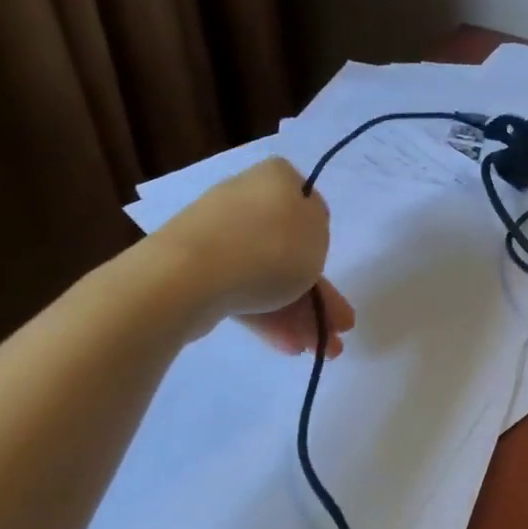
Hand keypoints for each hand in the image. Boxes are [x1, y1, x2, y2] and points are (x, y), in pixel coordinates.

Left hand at [144, 156, 355, 354]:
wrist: (188, 277)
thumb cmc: (269, 246)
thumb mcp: (319, 232)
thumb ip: (318, 228)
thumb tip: (299, 232)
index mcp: (275, 178)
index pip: (306, 201)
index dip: (322, 236)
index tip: (332, 266)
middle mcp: (244, 200)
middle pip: (290, 247)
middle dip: (317, 293)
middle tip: (338, 328)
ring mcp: (218, 237)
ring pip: (268, 275)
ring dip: (298, 313)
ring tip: (317, 350)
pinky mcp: (197, 271)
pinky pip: (242, 291)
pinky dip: (267, 316)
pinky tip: (287, 345)